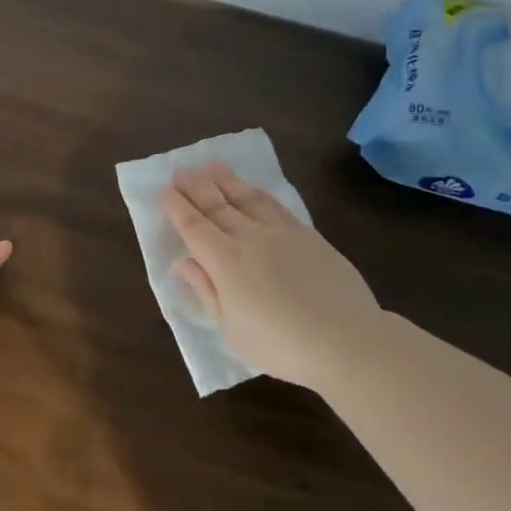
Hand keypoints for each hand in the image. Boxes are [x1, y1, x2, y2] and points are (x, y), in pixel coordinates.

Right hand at [162, 162, 382, 389]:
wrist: (346, 340)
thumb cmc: (280, 345)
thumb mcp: (230, 330)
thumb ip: (206, 292)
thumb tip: (184, 263)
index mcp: (223, 261)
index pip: (193, 226)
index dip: (177, 207)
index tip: (165, 190)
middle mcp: (248, 237)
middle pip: (216, 204)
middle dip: (194, 186)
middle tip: (180, 170)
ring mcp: (281, 232)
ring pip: (246, 197)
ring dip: (225, 180)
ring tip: (211, 166)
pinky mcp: (308, 235)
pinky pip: (275, 205)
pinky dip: (258, 193)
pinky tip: (254, 190)